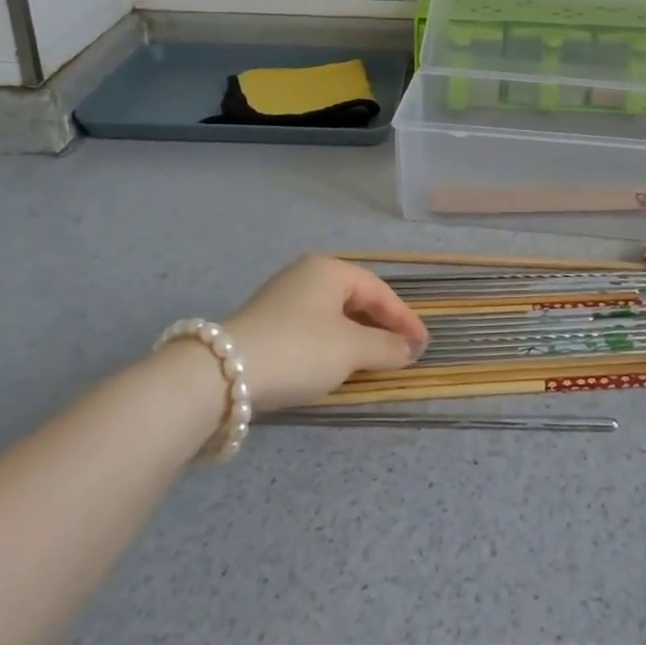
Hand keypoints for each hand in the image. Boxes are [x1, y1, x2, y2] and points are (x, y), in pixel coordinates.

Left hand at [221, 256, 428, 410]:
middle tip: (403, 351)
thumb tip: (410, 349)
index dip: (404, 319)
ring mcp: (282, 297)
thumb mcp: (351, 350)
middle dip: (381, 326)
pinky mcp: (266, 323)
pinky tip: (337, 363)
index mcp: (329, 269)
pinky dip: (333, 343)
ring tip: (375, 360)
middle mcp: (306, 275)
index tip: (424, 344)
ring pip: (333, 315)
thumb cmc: (299, 350)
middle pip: (356, 299)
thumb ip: (387, 347)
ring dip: (358, 337)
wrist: (221, 374)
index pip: (379, 291)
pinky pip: (313, 327)